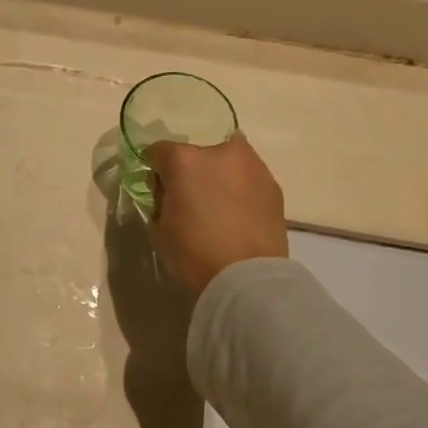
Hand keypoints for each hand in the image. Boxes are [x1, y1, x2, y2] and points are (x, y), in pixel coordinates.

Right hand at [144, 135, 288, 295]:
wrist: (247, 278)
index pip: (159, 151)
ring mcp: (252, 166)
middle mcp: (220, 152)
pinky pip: (247, 178)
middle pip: (198, 149)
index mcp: (185, 160)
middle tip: (189, 194)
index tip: (156, 186)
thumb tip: (168, 190)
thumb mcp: (159, 226)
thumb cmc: (194, 253)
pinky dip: (239, 188)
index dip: (154, 168)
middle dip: (191, 166)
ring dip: (218, 173)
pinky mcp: (273, 185)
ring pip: (228, 159)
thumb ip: (159, 198)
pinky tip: (236, 213)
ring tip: (216, 203)